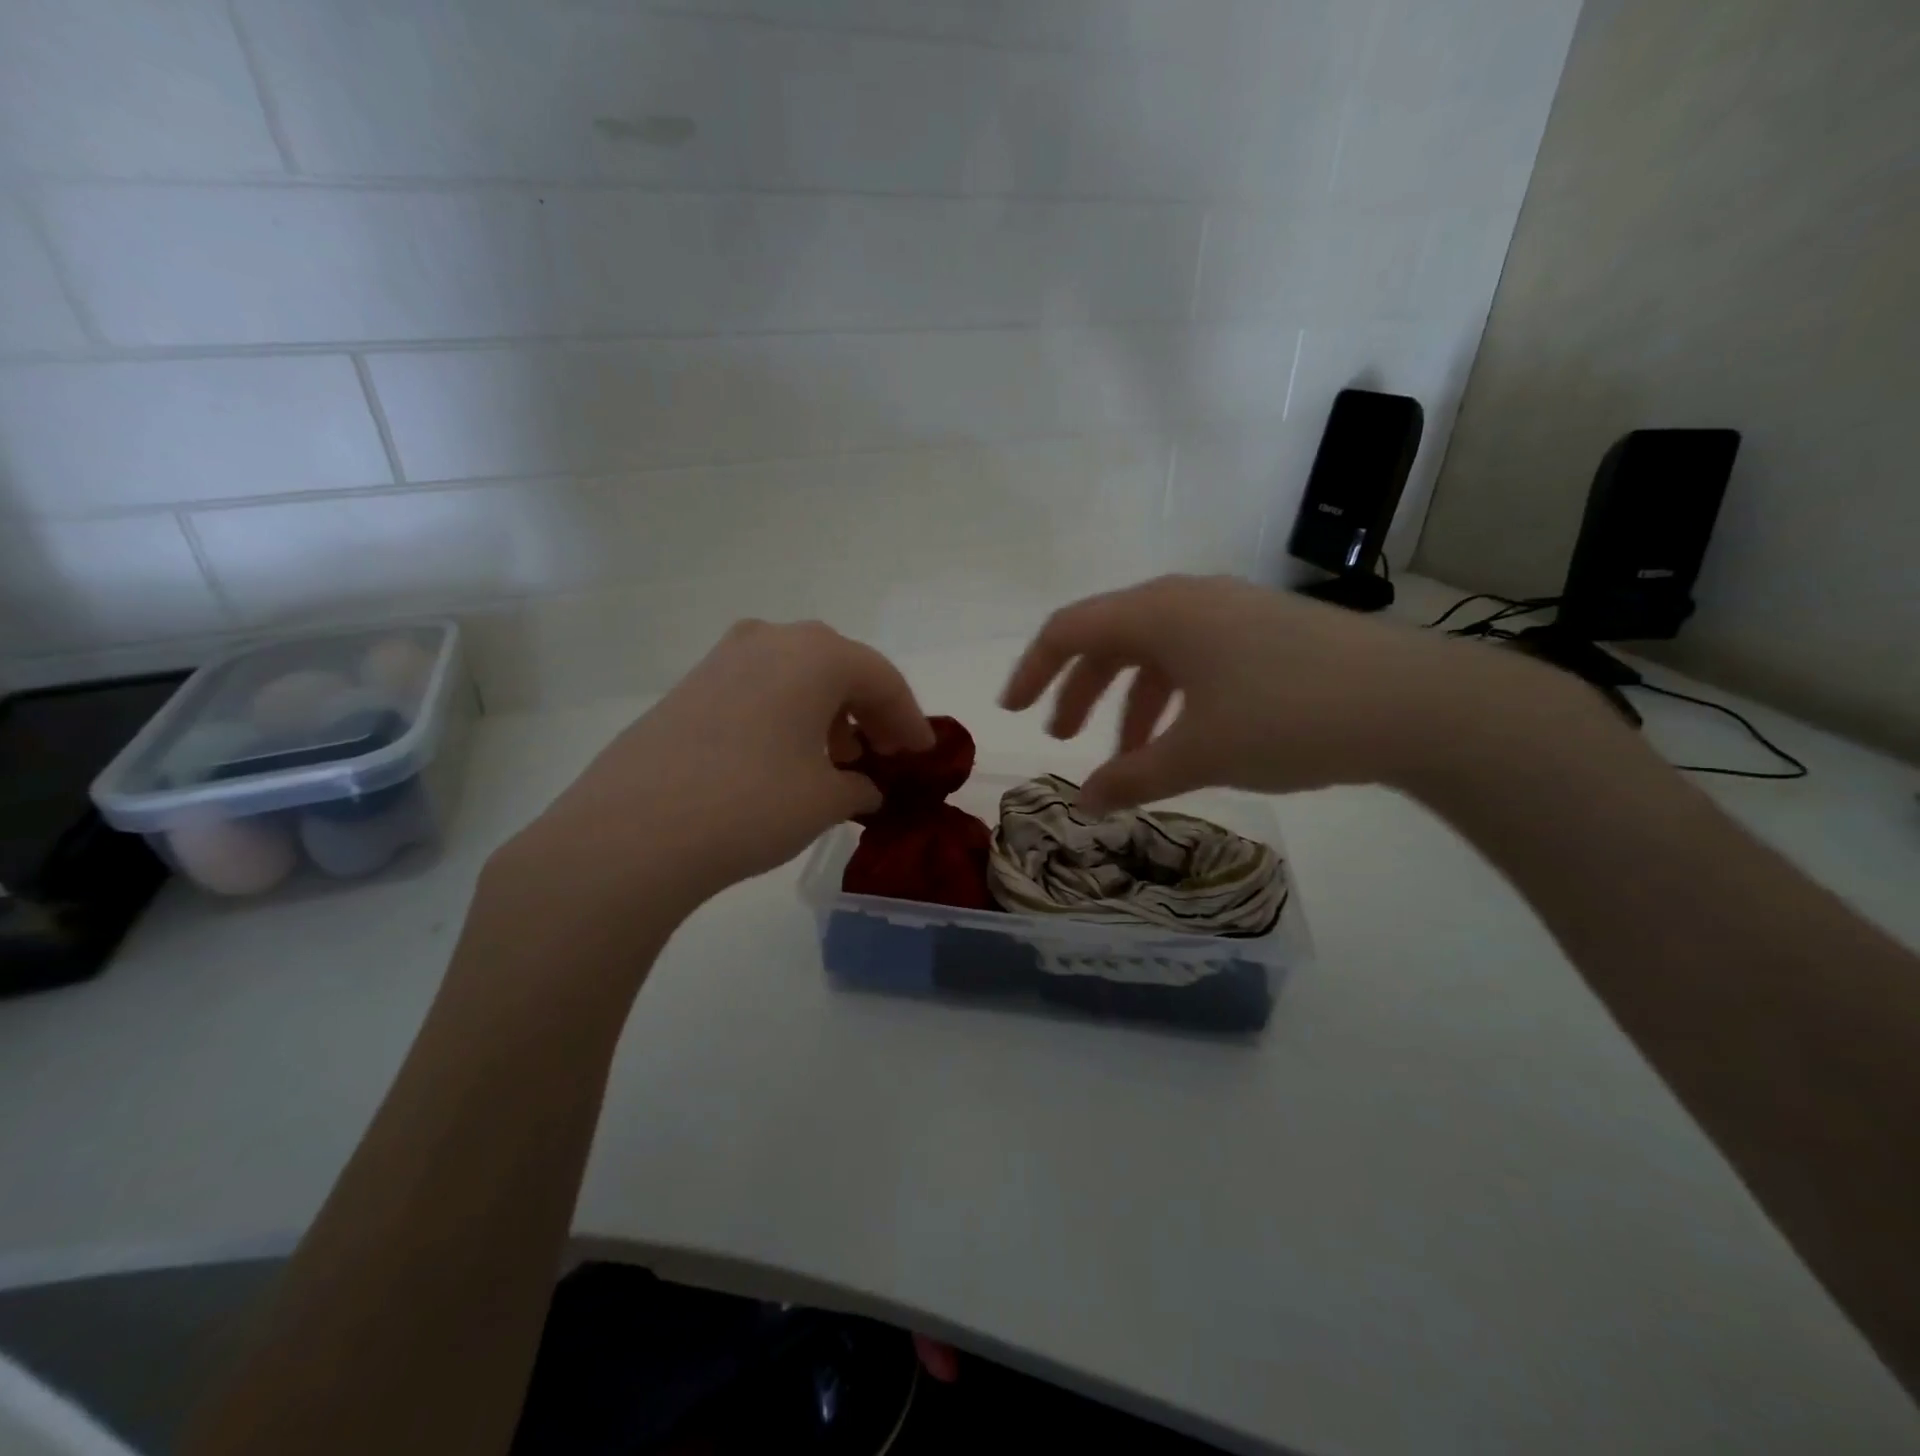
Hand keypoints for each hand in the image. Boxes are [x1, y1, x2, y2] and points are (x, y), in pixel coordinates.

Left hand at [507, 620, 933, 917]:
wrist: (632, 831)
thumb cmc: (751, 805)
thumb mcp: (824, 800)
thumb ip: (858, 786)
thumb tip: (863, 787)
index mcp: (815, 654)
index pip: (881, 678)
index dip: (909, 718)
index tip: (923, 753)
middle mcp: (771, 639)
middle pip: (839, 667)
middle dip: (868, 710)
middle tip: (885, 751)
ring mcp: (723, 658)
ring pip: (796, 675)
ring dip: (826, 711)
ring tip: (837, 758)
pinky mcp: (690, 685)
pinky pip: (759, 687)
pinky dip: (786, 713)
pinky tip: (785, 756)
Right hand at [1000, 574, 1533, 810]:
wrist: (1416, 703)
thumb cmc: (1288, 717)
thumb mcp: (1199, 753)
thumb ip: (1132, 778)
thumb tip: (1084, 802)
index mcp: (1159, 613)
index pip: (1070, 629)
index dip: (1033, 669)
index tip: (1012, 710)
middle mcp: (1189, 600)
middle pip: (1110, 638)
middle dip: (1080, 690)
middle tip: (1065, 739)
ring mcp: (1232, 613)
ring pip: (1156, 652)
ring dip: (1129, 701)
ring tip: (1127, 757)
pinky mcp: (1266, 632)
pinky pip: (1196, 659)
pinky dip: (1173, 699)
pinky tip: (1185, 740)